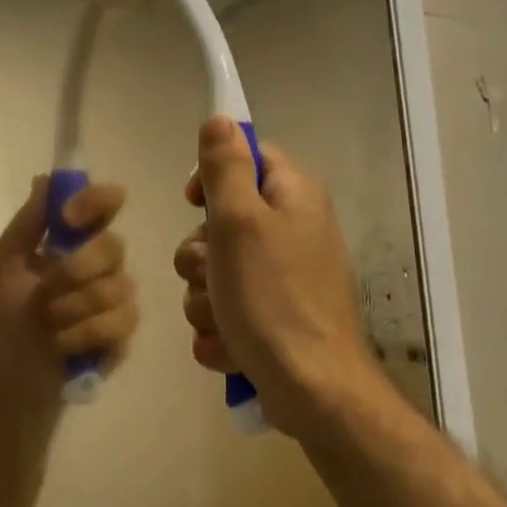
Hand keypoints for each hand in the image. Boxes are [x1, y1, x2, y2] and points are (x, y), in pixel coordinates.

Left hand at [0, 176, 137, 384]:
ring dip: (75, 306)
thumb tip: (47, 177)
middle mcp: (99, 266)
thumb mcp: (3, 262)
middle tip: (44, 290)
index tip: (67, 219)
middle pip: (114, 246)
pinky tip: (59, 344)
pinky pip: (121, 323)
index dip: (96, 202)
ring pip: (120, 287)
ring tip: (46, 322)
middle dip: (76, 268)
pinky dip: (85, 333)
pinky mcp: (118, 339)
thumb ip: (29, 223)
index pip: (104, 205)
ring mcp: (113, 303)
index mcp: (72, 241)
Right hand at [174, 118, 381, 435]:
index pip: (247, 157)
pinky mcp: (271, 319)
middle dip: (201, 257)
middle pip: (220, 222)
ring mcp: (282, 279)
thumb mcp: (240, 222)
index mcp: (293, 197)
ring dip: (206, 300)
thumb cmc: (274, 298)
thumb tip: (221, 118)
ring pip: (214, 274)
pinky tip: (234, 347)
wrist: (312, 389)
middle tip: (214, 276)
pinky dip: (221, 331)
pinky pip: (224, 312)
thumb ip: (226, 169)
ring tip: (227, 321)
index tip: (194, 202)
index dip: (212, 178)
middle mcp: (292, 231)